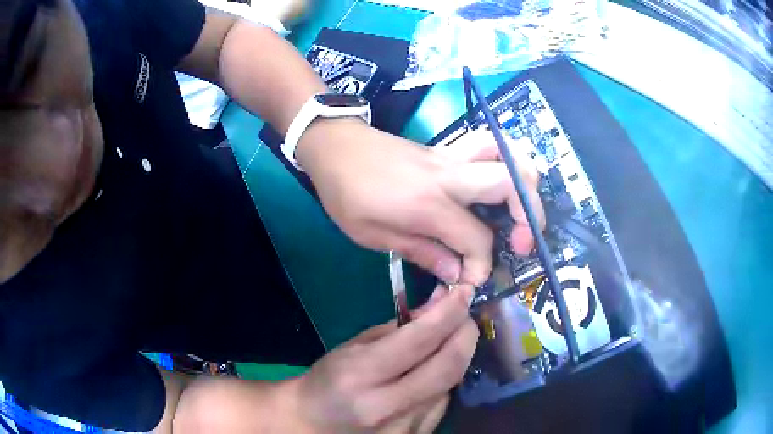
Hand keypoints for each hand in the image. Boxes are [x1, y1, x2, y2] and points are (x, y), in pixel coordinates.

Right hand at [287, 285, 477, 432]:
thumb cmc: (329, 380)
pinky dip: (446, 380)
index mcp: (360, 374)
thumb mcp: (355, 346)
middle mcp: (385, 406)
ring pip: (450, 384)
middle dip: (466, 334)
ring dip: (458, 356)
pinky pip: (442, 402)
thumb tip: (441, 304)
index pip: (418, 341)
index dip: (449, 312)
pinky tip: (434, 372)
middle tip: (465, 316)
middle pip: (448, 367)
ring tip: (450, 340)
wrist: (314, 424)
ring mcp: (403, 428)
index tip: (464, 292)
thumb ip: (400, 328)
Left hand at [298, 119, 543, 284]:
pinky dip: (505, 160)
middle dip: (529, 215)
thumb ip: (422, 252)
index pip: (476, 239)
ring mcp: (450, 156)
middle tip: (523, 241)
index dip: (481, 266)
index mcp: (429, 204)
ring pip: (504, 151)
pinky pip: (486, 146)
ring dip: (524, 177)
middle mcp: (449, 176)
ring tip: (524, 206)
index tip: (471, 281)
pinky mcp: (447, 149)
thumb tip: (457, 273)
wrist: (334, 147)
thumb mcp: (373, 235)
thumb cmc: (346, 194)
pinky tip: (501, 182)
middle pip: (510, 182)